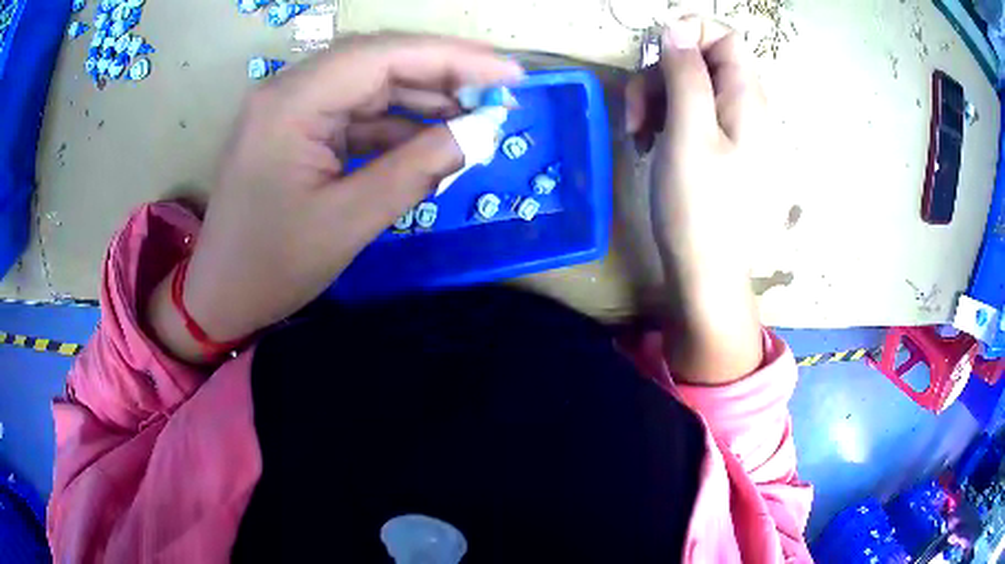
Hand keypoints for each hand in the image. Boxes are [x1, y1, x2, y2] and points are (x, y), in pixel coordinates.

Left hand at [147, 33, 523, 362]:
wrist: (221, 295)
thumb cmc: (272, 266)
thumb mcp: (349, 221)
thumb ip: (417, 170)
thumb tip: (479, 134)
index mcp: (291, 103)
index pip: (383, 56)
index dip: (453, 58)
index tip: (509, 74)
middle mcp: (289, 90)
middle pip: (378, 61)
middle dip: (443, 73)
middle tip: (499, 94)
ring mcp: (292, 107)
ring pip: (370, 85)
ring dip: (423, 99)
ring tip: (474, 119)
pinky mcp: (297, 128)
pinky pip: (356, 113)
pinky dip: (396, 125)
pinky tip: (431, 141)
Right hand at [625, 18, 765, 383]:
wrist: (705, 269)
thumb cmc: (699, 204)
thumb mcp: (688, 133)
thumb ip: (686, 74)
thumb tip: (675, 29)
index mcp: (747, 98)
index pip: (725, 36)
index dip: (690, 32)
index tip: (656, 54)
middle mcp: (744, 106)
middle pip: (699, 59)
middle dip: (661, 75)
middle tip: (639, 112)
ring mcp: (730, 127)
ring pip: (687, 85)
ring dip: (655, 99)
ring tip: (639, 135)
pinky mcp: (716, 146)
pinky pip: (687, 112)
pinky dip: (662, 119)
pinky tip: (649, 143)